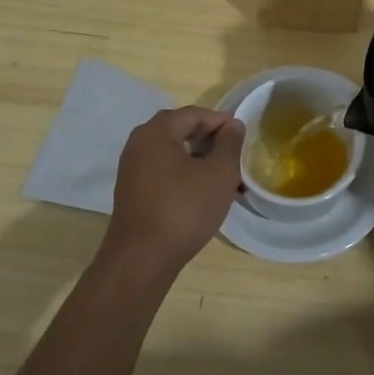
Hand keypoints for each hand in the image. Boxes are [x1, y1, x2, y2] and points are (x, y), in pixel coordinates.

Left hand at [103, 107, 244, 273]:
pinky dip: (183, 175)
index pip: (195, 114)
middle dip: (210, 141)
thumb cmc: (184, 209)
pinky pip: (162, 171)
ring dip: (198, 160)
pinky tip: (201, 194)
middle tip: (233, 157)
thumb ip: (230, 143)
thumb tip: (233, 125)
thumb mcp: (219, 173)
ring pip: (172, 153)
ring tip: (221, 178)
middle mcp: (139, 143)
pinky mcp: (131, 192)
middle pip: (181, 130)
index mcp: (157, 132)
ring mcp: (131, 169)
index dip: (221, 122)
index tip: (242, 138)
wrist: (141, 260)